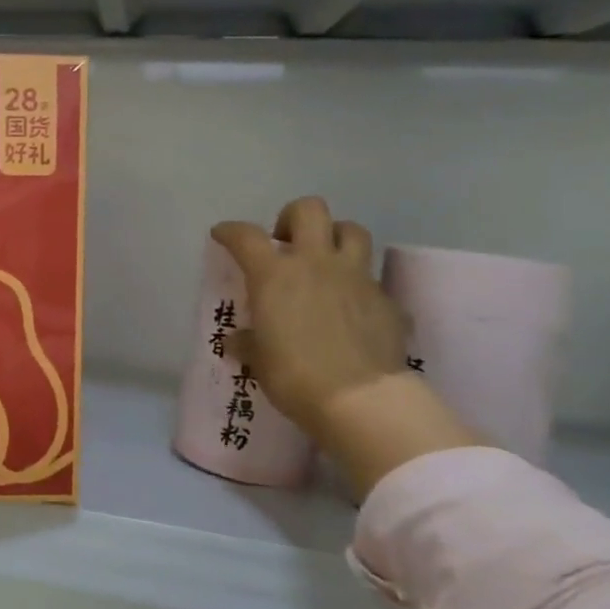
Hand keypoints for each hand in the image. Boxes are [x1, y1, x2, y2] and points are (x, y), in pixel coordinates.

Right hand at [211, 197, 405, 437]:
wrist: (361, 398)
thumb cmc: (294, 375)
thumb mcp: (258, 360)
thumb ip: (248, 342)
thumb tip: (238, 340)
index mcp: (275, 275)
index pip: (246, 236)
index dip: (231, 231)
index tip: (222, 235)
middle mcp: (316, 263)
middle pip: (310, 210)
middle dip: (293, 217)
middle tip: (285, 241)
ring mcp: (356, 278)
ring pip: (352, 231)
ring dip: (335, 238)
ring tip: (325, 261)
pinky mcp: (387, 300)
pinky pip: (373, 279)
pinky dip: (360, 286)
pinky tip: (352, 309)